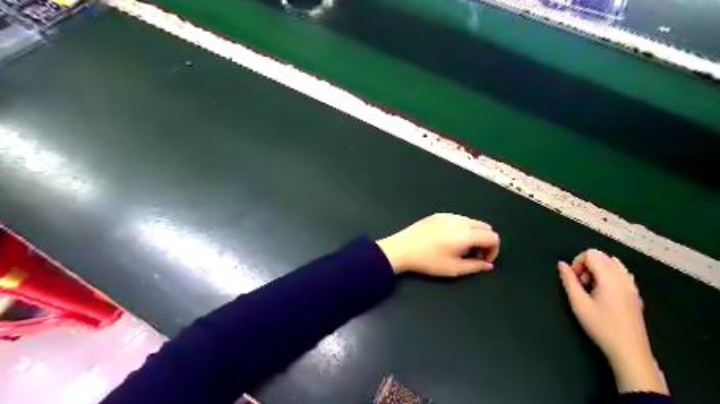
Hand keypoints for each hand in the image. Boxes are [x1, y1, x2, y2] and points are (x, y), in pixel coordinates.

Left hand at [378, 214, 501, 276]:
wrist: (402, 248)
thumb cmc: (429, 261)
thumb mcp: (454, 269)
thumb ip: (475, 266)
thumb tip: (488, 264)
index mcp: (467, 234)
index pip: (493, 237)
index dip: (493, 250)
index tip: (482, 260)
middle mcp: (461, 221)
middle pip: (485, 227)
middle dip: (485, 242)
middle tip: (472, 255)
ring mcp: (449, 215)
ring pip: (472, 222)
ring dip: (474, 235)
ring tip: (460, 248)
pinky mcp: (438, 214)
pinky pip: (459, 219)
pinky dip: (462, 228)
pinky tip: (448, 240)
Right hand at [555, 249, 669, 393]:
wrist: (629, 351)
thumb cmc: (601, 326)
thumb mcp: (578, 303)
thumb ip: (568, 281)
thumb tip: (561, 264)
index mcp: (609, 277)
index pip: (591, 254)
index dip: (577, 262)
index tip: (573, 279)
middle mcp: (623, 277)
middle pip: (602, 256)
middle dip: (586, 265)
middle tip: (581, 284)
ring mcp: (632, 286)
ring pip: (612, 263)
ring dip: (598, 270)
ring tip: (591, 288)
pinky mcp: (635, 294)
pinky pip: (622, 274)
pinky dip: (609, 276)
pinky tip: (603, 292)